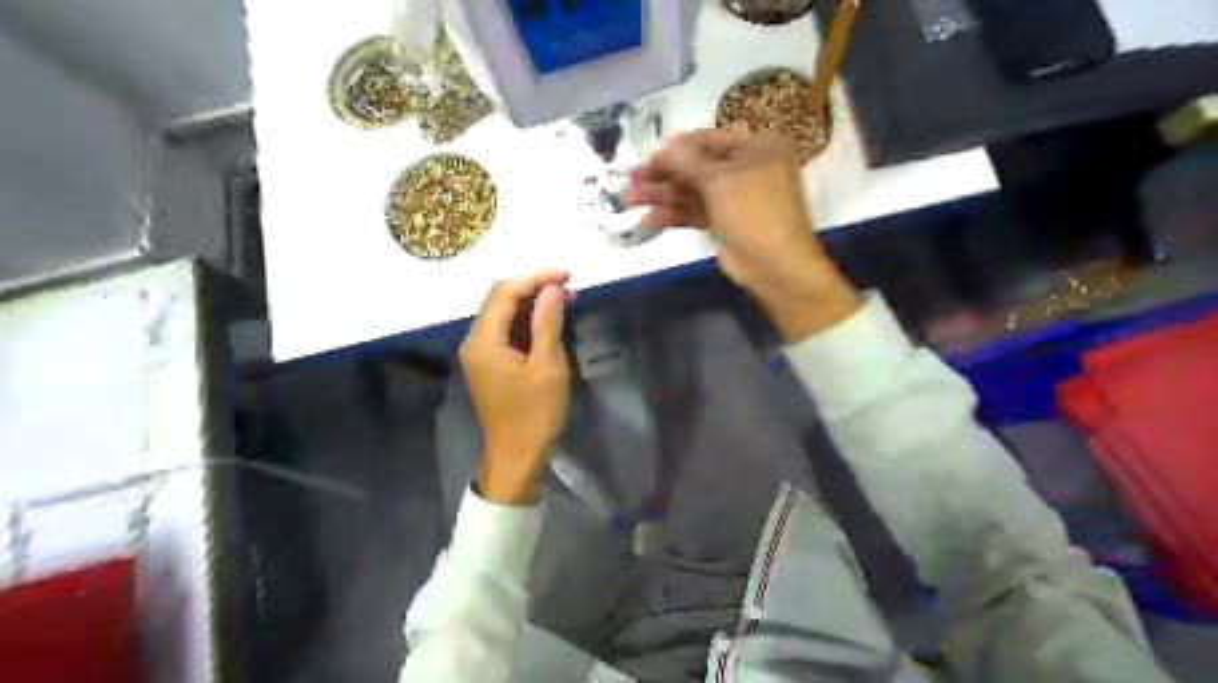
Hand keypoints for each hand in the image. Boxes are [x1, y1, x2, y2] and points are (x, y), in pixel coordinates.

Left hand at [461, 270, 577, 504]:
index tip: (568, 276)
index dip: (536, 278)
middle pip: (500, 298)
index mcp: (483, 341)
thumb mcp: (547, 367)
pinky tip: (549, 321)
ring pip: (504, 313)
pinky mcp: (489, 362)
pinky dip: (527, 321)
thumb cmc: (534, 414)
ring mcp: (480, 352)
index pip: (505, 292)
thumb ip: (547, 323)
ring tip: (565, 300)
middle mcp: (474, 341)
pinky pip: (506, 331)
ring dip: (532, 303)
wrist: (516, 456)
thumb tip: (553, 288)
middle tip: (569, 287)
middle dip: (534, 287)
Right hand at [633, 132, 860, 342]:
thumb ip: (687, 161)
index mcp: (758, 147)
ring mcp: (737, 199)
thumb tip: (662, 143)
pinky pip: (697, 213)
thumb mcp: (720, 180)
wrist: (776, 266)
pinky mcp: (727, 223)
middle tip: (631, 180)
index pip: (709, 140)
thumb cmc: (754, 212)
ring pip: (694, 192)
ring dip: (662, 196)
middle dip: (663, 176)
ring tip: (629, 200)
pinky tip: (648, 220)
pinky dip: (674, 216)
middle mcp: (748, 169)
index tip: (647, 155)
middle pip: (698, 168)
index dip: (677, 148)